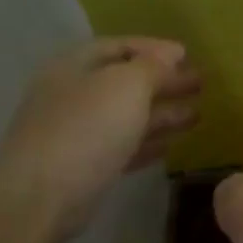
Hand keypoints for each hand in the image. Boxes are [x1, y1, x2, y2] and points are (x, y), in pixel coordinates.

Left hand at [0, 37, 201, 242]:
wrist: (42, 196)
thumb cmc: (87, 128)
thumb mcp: (127, 85)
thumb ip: (153, 66)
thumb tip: (171, 54)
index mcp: (75, 66)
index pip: (118, 46)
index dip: (154, 49)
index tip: (187, 55)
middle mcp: (73, 95)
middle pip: (125, 82)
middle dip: (164, 82)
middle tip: (201, 84)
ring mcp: (77, 132)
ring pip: (127, 116)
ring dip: (162, 114)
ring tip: (198, 115)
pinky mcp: (85, 167)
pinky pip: (122, 147)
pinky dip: (147, 142)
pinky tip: (171, 145)